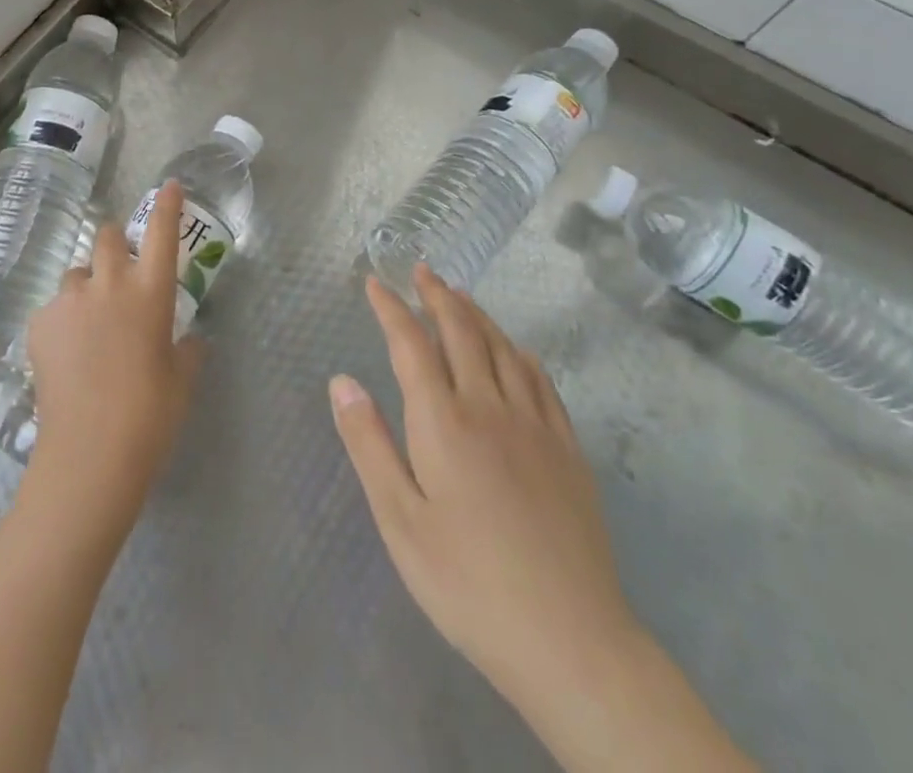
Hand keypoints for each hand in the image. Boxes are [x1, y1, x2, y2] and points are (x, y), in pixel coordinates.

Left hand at [24, 182, 205, 510]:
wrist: (90, 453)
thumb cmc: (151, 415)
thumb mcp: (182, 379)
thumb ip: (187, 349)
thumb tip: (187, 339)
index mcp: (151, 292)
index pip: (162, 233)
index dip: (167, 205)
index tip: (169, 185)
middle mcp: (109, 284)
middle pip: (107, 236)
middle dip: (115, 244)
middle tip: (120, 272)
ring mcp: (70, 302)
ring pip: (77, 273)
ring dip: (87, 286)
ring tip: (90, 323)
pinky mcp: (39, 324)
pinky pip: (55, 308)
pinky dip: (64, 320)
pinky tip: (68, 355)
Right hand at [330, 266, 639, 711]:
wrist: (571, 640)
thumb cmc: (468, 582)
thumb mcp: (399, 520)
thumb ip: (369, 444)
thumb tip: (341, 381)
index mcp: (443, 421)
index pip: (411, 344)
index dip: (391, 308)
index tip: (375, 282)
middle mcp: (489, 406)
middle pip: (462, 332)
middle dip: (437, 296)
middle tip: (422, 270)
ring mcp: (535, 425)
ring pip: (503, 348)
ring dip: (477, 314)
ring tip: (460, 295)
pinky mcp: (568, 450)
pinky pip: (541, 381)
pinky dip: (520, 353)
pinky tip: (516, 351)